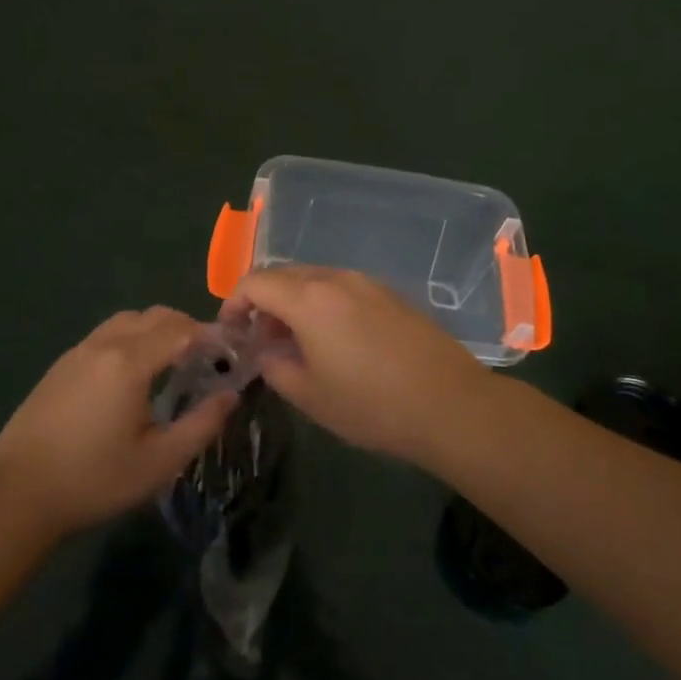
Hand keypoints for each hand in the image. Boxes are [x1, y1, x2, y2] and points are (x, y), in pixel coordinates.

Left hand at [0, 307, 238, 537]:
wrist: (16, 495)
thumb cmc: (94, 480)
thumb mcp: (159, 462)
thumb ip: (201, 424)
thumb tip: (230, 395)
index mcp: (129, 362)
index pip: (180, 330)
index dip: (209, 335)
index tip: (230, 351)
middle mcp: (103, 345)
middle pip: (154, 316)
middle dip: (185, 327)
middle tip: (205, 357)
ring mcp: (77, 352)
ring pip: (126, 321)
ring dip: (155, 329)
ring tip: (170, 362)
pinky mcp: (60, 366)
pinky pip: (105, 335)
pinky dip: (130, 339)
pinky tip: (131, 375)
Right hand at [228, 267, 490, 465]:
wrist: (450, 404)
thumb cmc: (371, 404)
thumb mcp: (309, 395)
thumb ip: (274, 366)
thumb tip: (265, 351)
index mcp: (308, 298)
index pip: (255, 282)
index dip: (234, 302)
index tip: (230, 330)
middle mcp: (336, 278)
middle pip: (284, 274)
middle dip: (263, 301)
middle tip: (260, 339)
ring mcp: (367, 283)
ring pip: (314, 279)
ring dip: (293, 302)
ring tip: (295, 342)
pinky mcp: (390, 294)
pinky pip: (341, 288)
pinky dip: (322, 304)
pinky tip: (333, 340)